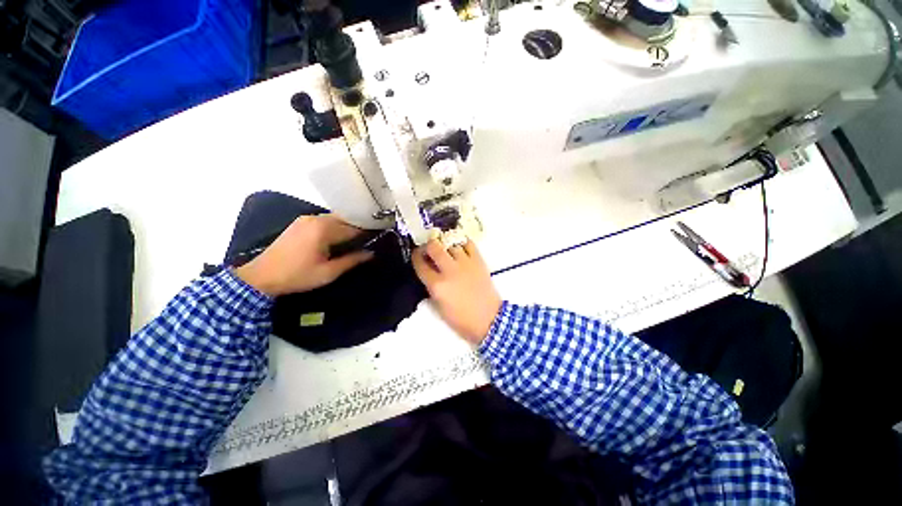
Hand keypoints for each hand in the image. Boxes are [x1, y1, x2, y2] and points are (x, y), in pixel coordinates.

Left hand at [235, 215, 372, 296]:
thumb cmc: (296, 276)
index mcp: (324, 228)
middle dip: (357, 227)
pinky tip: (334, 240)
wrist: (264, 275)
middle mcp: (316, 218)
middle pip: (343, 219)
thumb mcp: (326, 274)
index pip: (353, 226)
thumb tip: (370, 253)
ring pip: (332, 219)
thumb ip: (350, 261)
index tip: (382, 234)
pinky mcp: (298, 223)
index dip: (369, 230)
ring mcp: (305, 219)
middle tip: (370, 238)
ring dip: (343, 227)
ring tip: (354, 241)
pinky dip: (331, 228)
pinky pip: (321, 221)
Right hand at [412, 239, 501, 344]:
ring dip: (445, 245)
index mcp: (437, 285)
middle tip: (429, 250)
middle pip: (433, 246)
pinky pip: (469, 244)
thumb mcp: (439, 308)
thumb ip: (431, 288)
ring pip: (451, 243)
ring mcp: (465, 264)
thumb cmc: (461, 320)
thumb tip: (429, 274)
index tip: (417, 256)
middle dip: (428, 246)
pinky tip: (459, 247)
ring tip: (445, 249)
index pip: (420, 264)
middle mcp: (449, 271)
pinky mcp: (479, 261)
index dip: (416, 257)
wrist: (488, 319)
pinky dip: (462, 243)